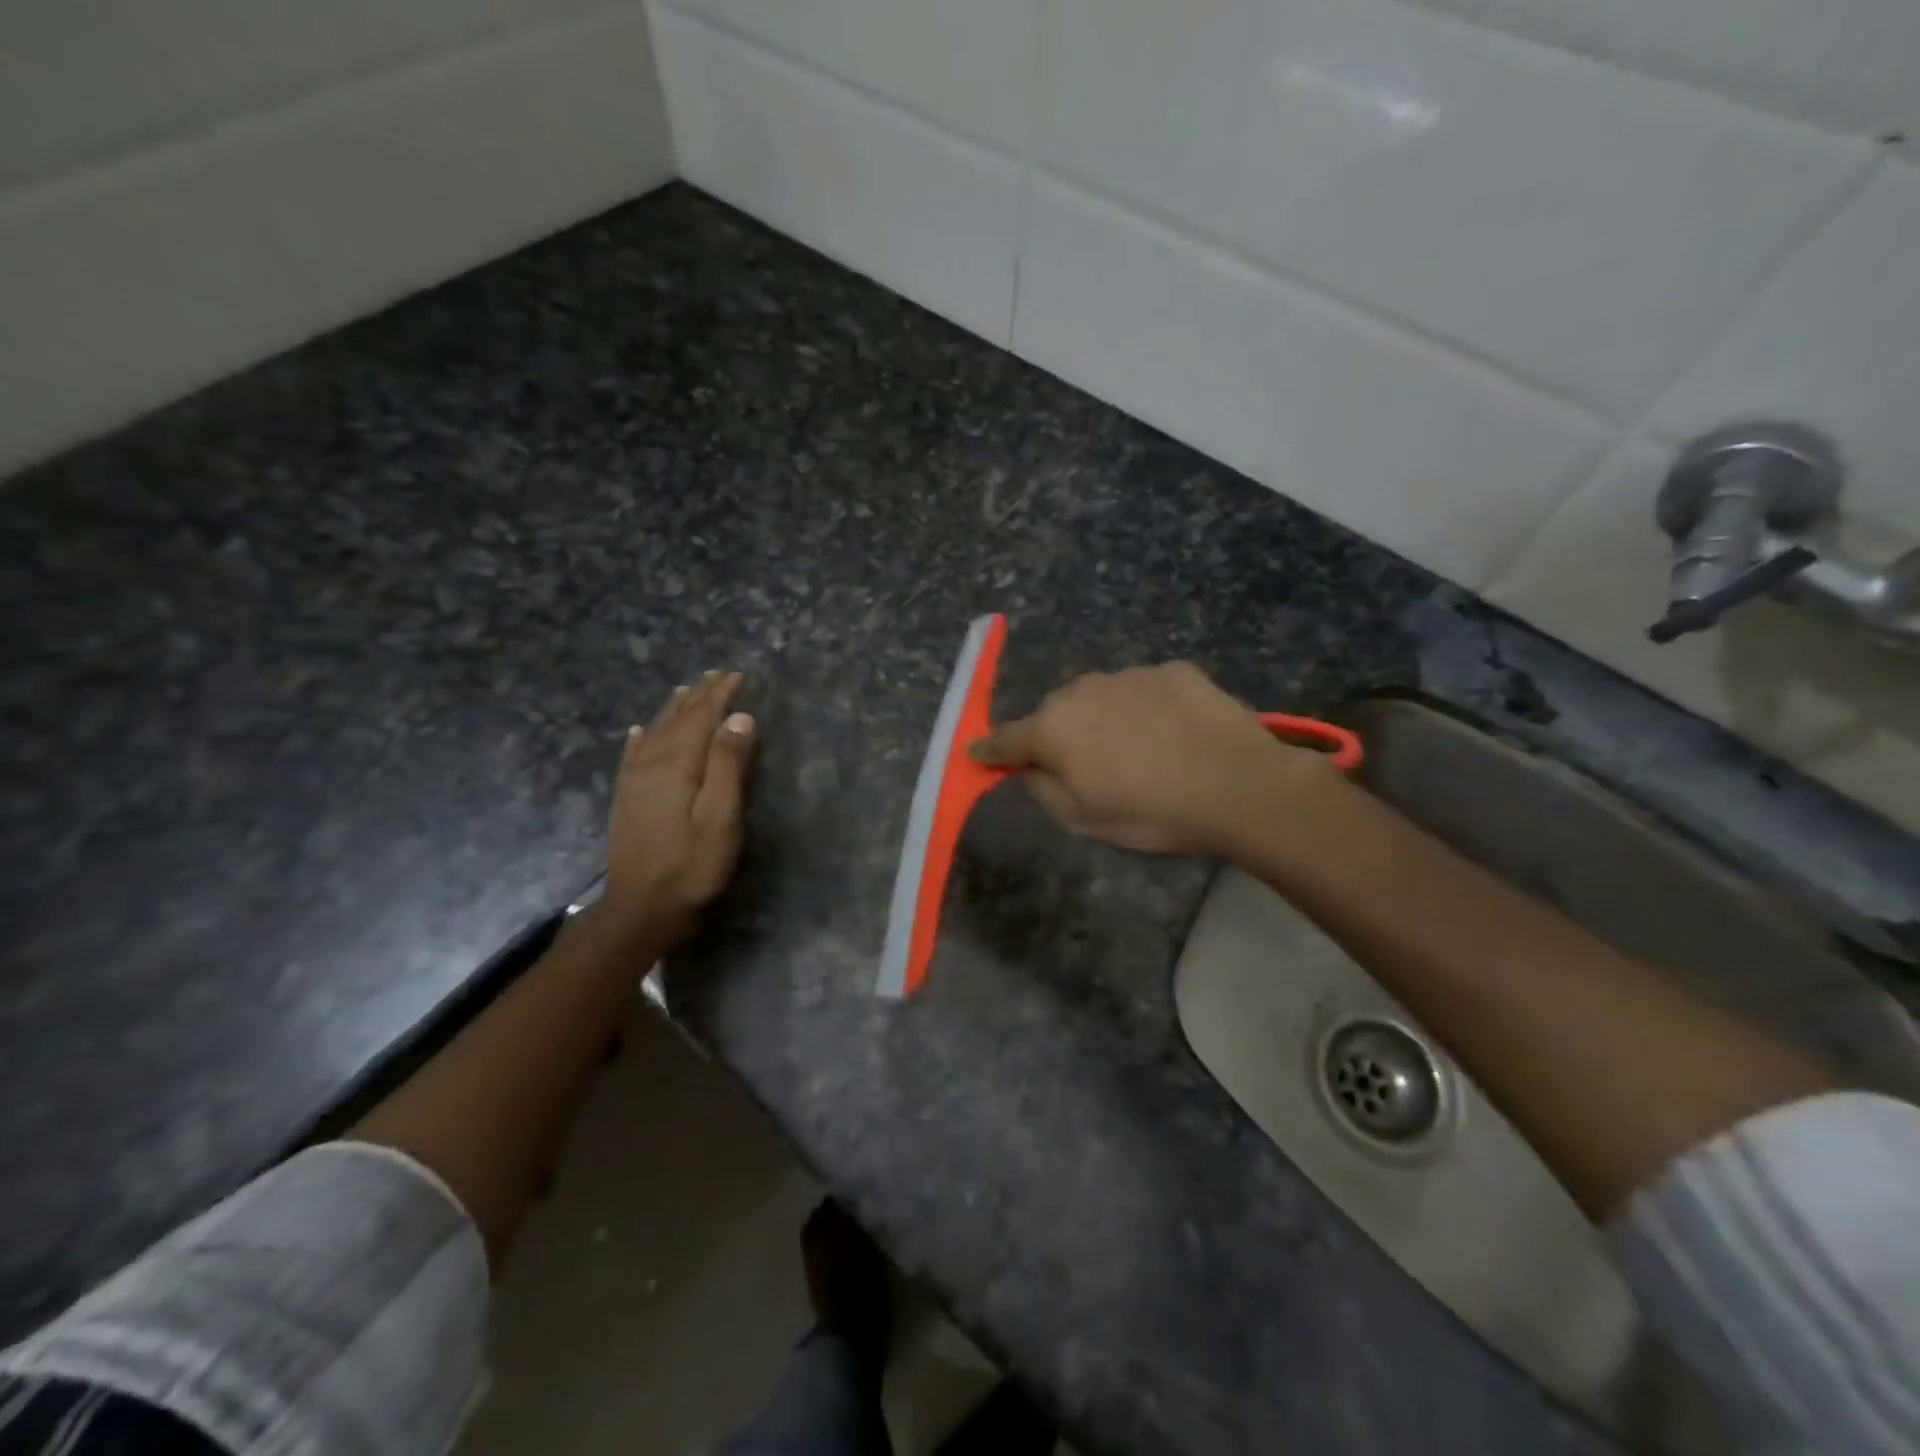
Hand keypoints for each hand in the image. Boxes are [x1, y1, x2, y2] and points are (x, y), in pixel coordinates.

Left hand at [596, 671, 755, 950]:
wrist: (641, 909)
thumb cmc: (692, 866)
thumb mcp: (721, 818)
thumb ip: (728, 765)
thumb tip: (739, 717)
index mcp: (678, 764)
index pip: (700, 718)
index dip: (719, 696)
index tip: (737, 676)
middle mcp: (651, 764)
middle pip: (677, 719)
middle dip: (698, 696)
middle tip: (716, 676)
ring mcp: (634, 781)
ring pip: (654, 732)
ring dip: (672, 710)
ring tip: (686, 691)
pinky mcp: (625, 799)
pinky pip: (632, 755)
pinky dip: (640, 738)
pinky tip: (639, 731)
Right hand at [969, 662, 1320, 855]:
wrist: (1238, 785)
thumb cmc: (1151, 812)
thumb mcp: (1083, 819)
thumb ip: (1041, 789)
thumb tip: (1026, 768)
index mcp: (1053, 730)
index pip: (1005, 738)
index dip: (990, 750)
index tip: (980, 754)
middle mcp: (1081, 691)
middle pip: (1054, 713)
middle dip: (1058, 734)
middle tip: (1085, 765)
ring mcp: (1129, 675)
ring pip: (1099, 696)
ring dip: (1103, 718)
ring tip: (1137, 749)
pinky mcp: (1172, 670)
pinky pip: (1142, 690)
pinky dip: (1145, 708)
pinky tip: (1172, 733)